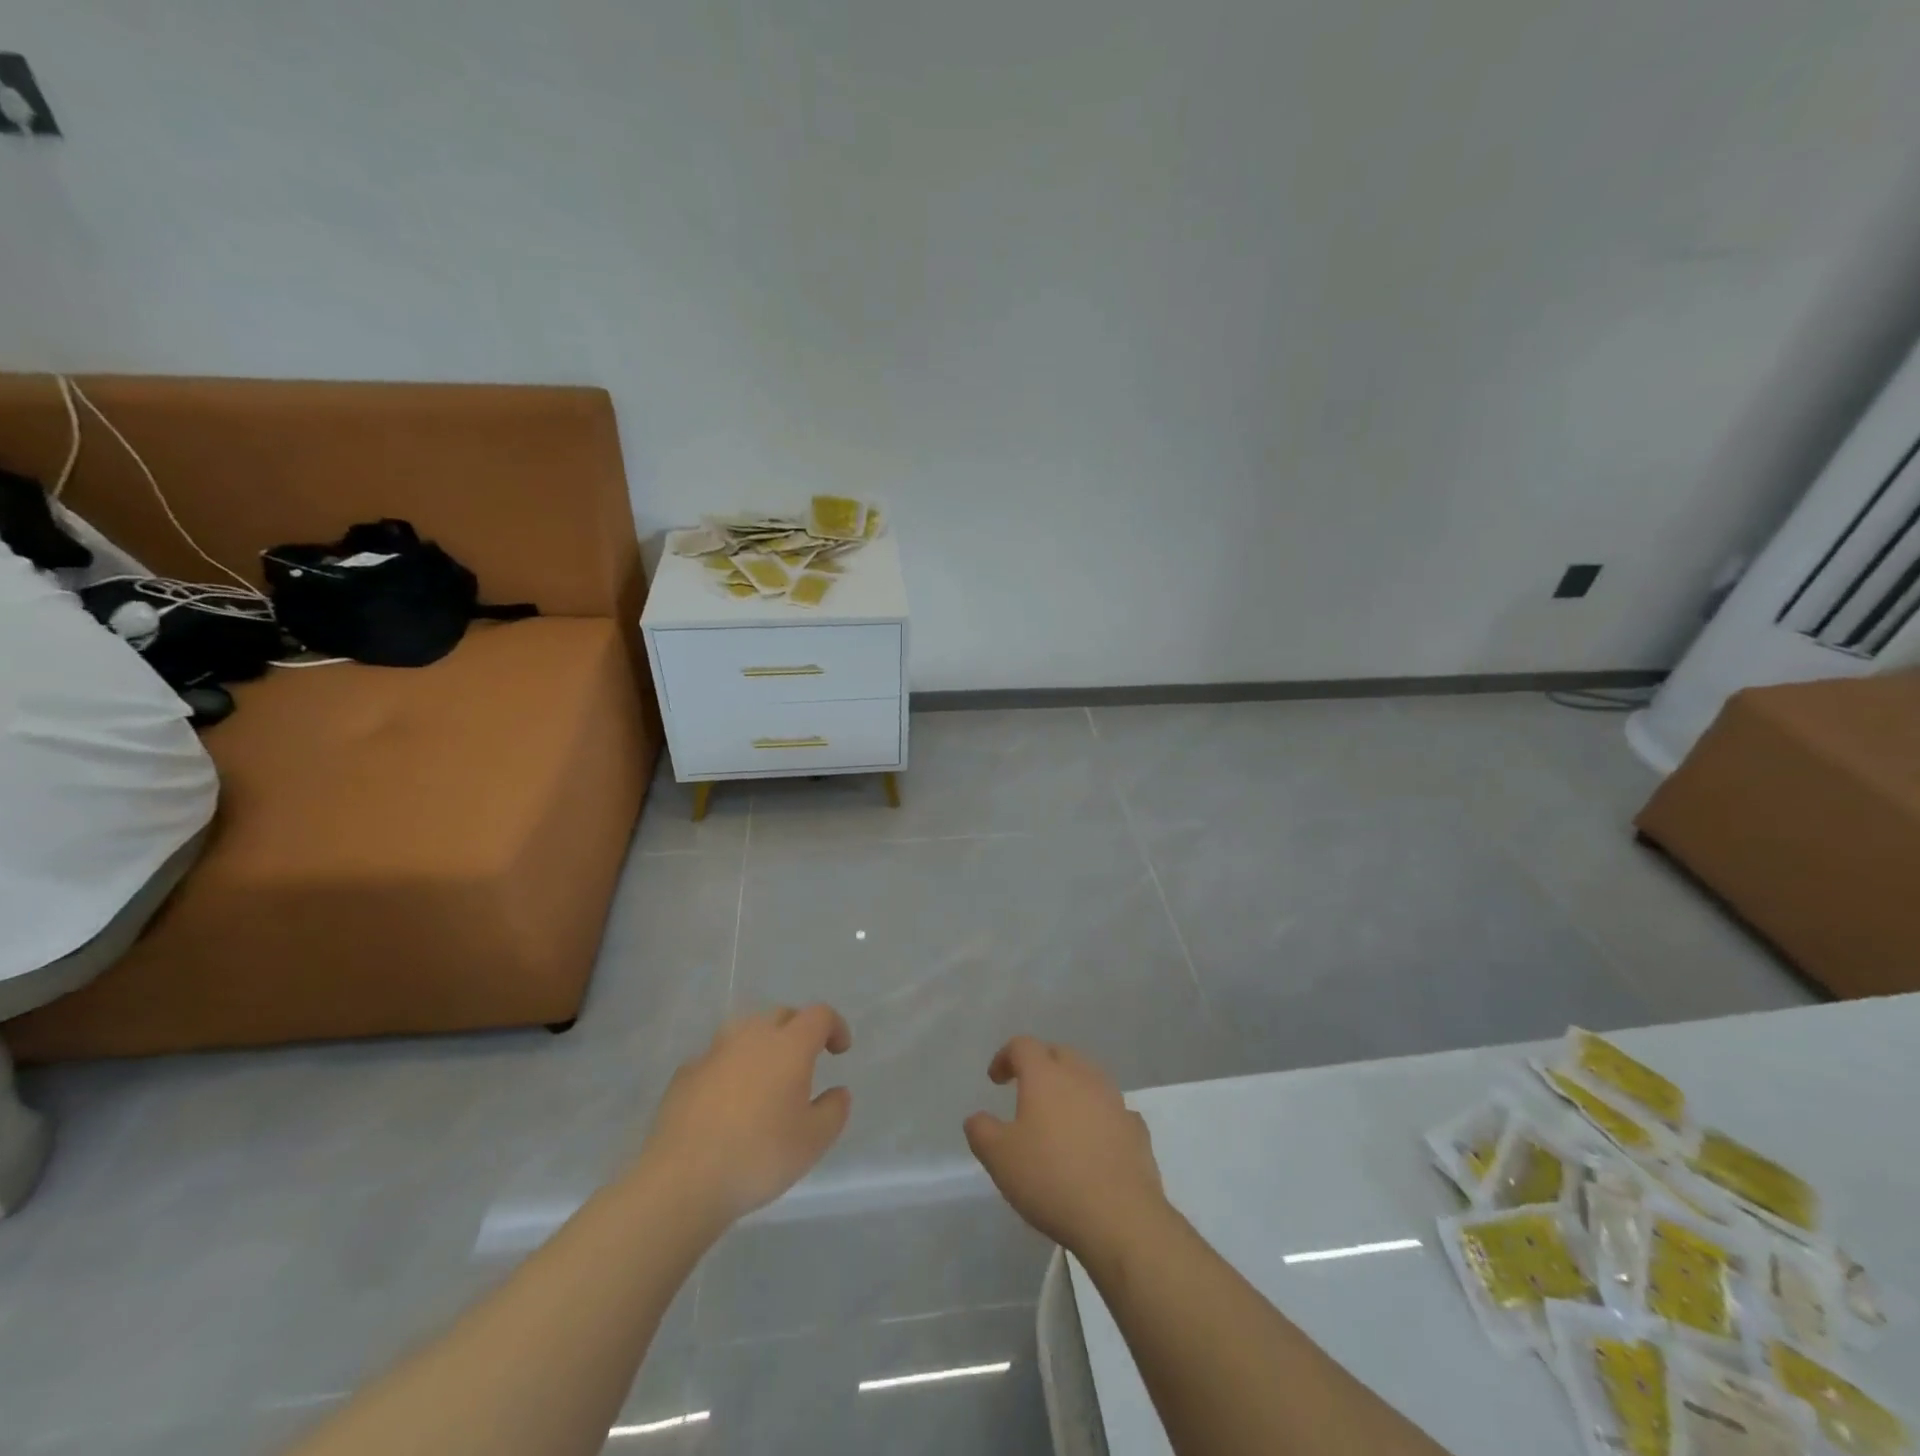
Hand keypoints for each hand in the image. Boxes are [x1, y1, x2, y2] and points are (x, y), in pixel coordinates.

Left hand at [638, 1004, 852, 1224]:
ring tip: (765, 1078)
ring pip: (745, 1032)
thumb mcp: (814, 1141)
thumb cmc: (758, 1156)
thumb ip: (834, 1110)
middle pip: (781, 1015)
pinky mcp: (685, 1074)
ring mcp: (713, 1052)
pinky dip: (729, 1069)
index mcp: (789, 1045)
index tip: (839, 1051)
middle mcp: (752, 1036)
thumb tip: (837, 1091)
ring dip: (761, 1045)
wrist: (682, 1181)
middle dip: (798, 1030)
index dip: (835, 1027)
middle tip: (805, 1061)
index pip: (819, 1015)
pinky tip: (727, 1100)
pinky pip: (716, 1059)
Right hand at [963, 1036, 1167, 1257]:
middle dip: (1041, 1065)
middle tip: (1027, 1089)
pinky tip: (1094, 1140)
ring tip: (1060, 1116)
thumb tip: (977, 1118)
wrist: (1120, 1216)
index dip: (1005, 1056)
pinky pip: (1113, 1110)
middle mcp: (1082, 1076)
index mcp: (1046, 1075)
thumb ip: (981, 1131)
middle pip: (1059, 1054)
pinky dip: (1099, 1116)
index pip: (1022, 1046)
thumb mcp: (999, 1158)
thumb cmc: (1051, 1178)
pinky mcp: (1136, 1129)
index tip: (996, 1079)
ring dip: (1072, 1088)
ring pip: (1089, 1078)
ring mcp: (1114, 1100)